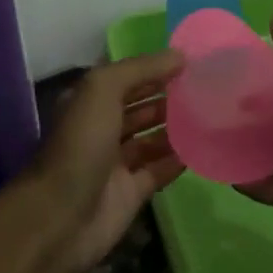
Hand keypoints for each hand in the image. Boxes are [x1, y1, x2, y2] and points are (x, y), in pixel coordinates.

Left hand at [25, 50, 186, 272]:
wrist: (61, 217)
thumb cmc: (80, 144)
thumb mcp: (103, 90)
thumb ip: (140, 69)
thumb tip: (179, 55)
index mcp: (89, 102)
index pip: (126, 77)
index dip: (154, 68)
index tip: (191, 61)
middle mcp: (101, 128)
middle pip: (140, 106)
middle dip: (168, 96)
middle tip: (207, 87)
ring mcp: (116, 163)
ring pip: (151, 138)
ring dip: (176, 126)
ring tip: (211, 113)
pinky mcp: (131, 193)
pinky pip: (159, 170)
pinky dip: (179, 159)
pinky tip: (204, 147)